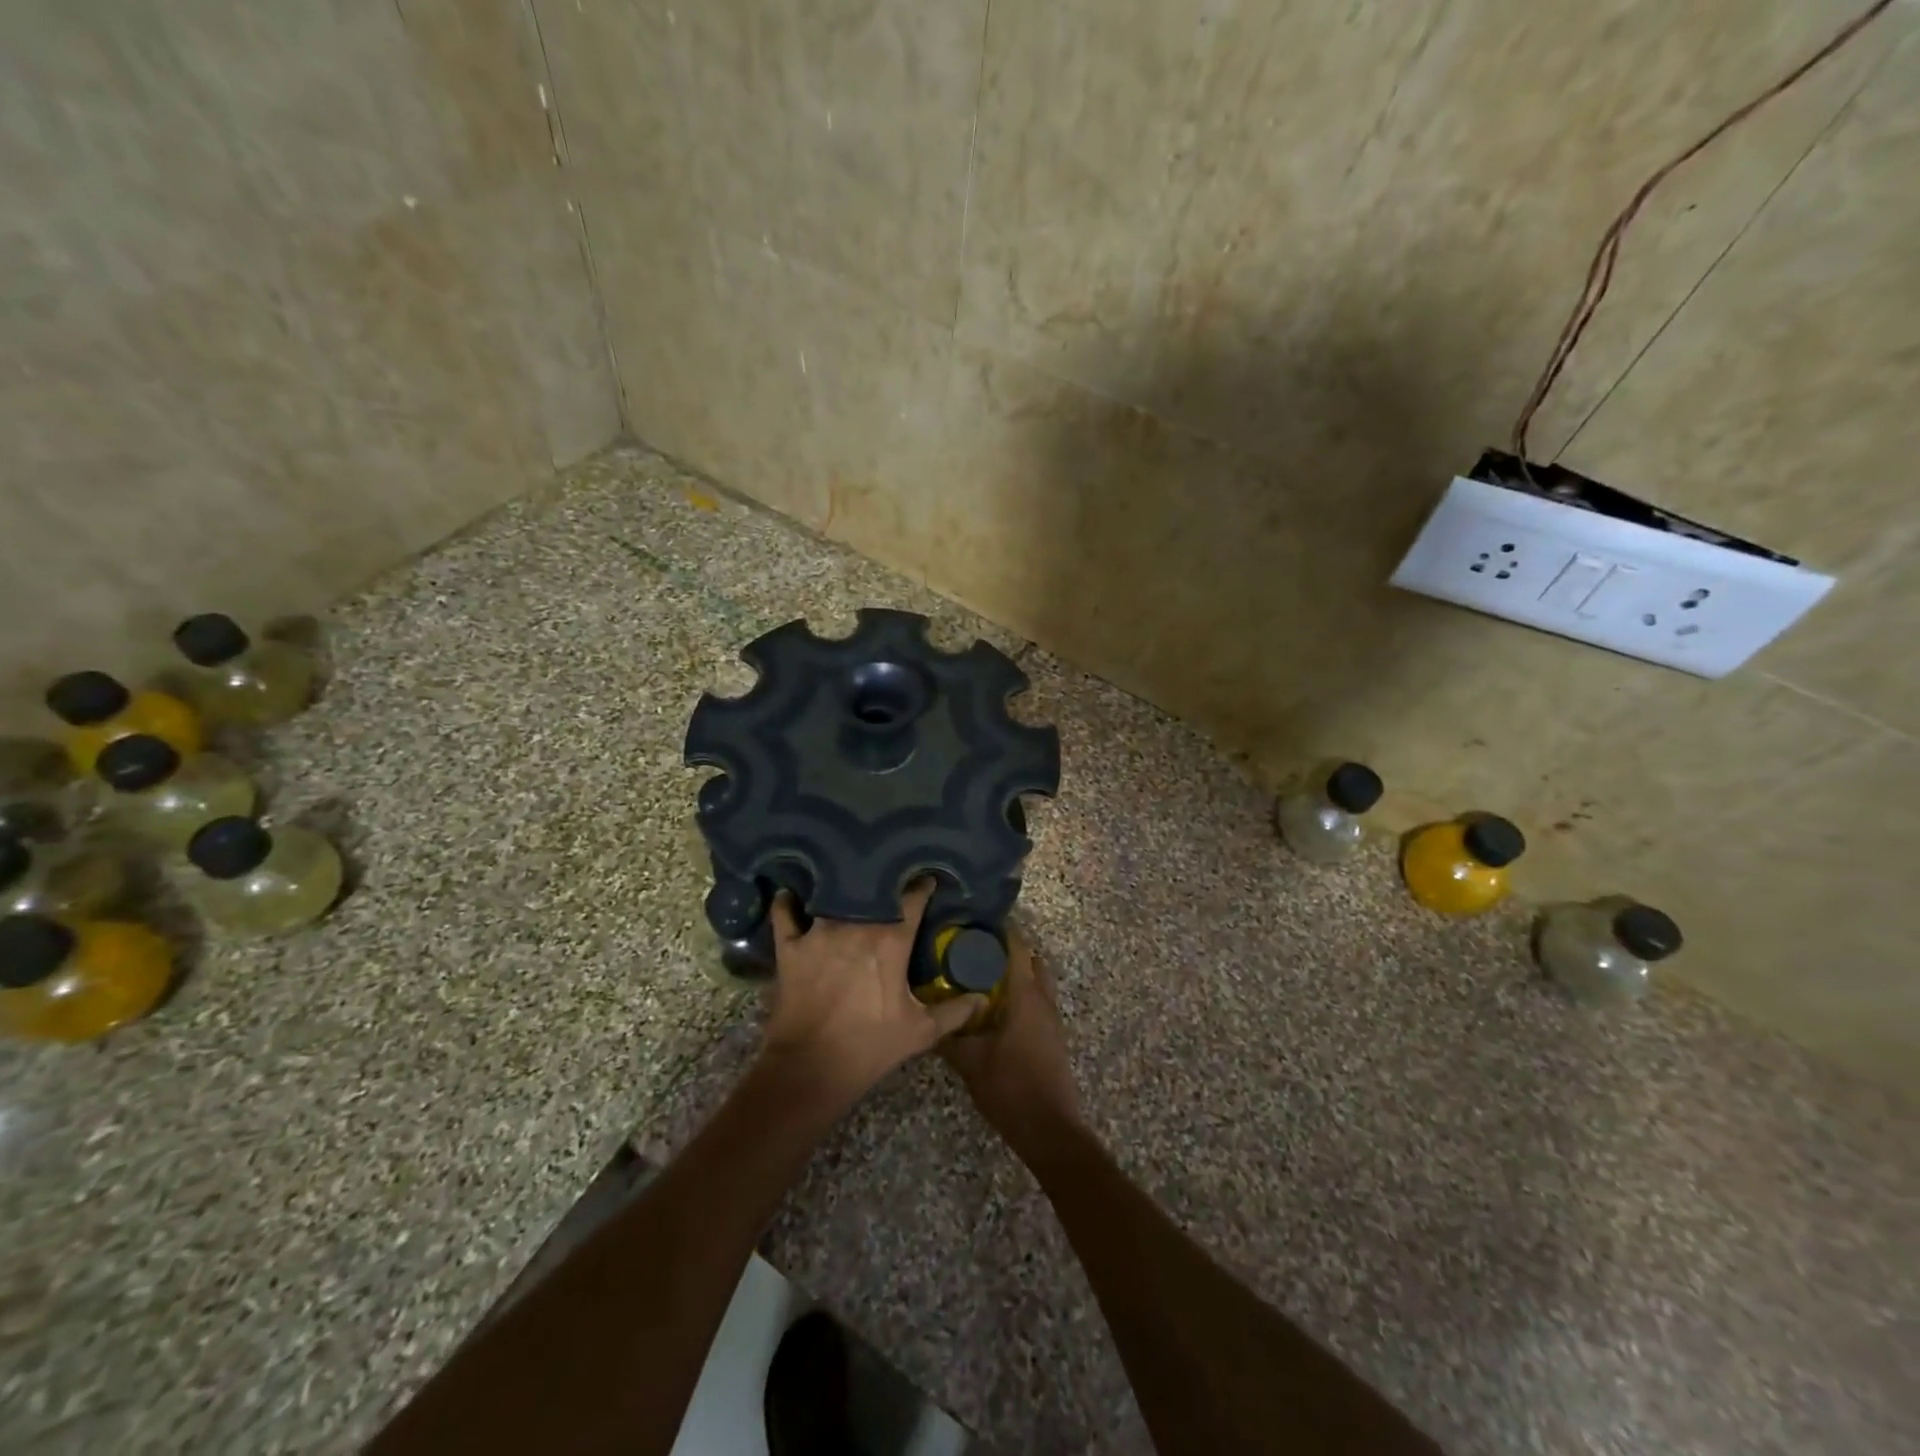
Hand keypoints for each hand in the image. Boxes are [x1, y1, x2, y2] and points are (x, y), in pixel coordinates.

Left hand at [759, 878, 983, 1110]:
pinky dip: (787, 902)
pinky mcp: (790, 946)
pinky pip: (784, 912)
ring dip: (837, 887)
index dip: (921, 887)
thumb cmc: (870, 1046)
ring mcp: (818, 932)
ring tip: (842, 878)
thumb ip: (953, 1011)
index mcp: (891, 940)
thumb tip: (980, 998)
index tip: (926, 880)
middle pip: (870, 888)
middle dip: (880, 880)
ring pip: (829, 893)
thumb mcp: (920, 1032)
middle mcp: (855, 925)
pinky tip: (791, 895)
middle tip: (885, 878)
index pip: (912, 898)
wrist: (811, 1068)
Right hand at [940, 929, 1079, 1148]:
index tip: (978, 919)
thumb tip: (926, 1019)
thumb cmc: (1011, 1088)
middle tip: (977, 948)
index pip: (1018, 948)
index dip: (1002, 929)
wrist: (1050, 1129)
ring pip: (1037, 982)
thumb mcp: (971, 1062)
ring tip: (981, 975)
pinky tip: (995, 1007)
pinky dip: (1020, 994)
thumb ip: (949, 1037)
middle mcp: (1043, 1000)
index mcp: (1026, 996)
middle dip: (1009, 949)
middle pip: (1031, 960)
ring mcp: (1052, 1019)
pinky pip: (1038, 1001)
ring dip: (1016, 973)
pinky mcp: (1052, 1036)